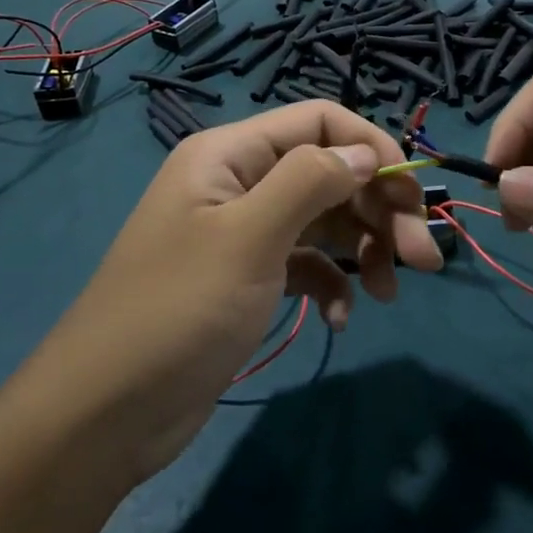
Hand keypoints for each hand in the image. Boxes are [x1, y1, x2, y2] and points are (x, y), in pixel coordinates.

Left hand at [27, 103, 442, 482]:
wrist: (108, 410)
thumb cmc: (179, 310)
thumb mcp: (249, 237)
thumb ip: (310, 181)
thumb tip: (364, 154)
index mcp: (230, 154)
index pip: (318, 121)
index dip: (371, 148)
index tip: (413, 197)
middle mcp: (237, 182)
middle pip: (327, 173)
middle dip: (378, 209)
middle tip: (424, 259)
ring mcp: (241, 232)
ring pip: (322, 221)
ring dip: (362, 249)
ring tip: (390, 293)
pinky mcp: (245, 278)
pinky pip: (304, 264)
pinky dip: (328, 283)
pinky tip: (337, 317)